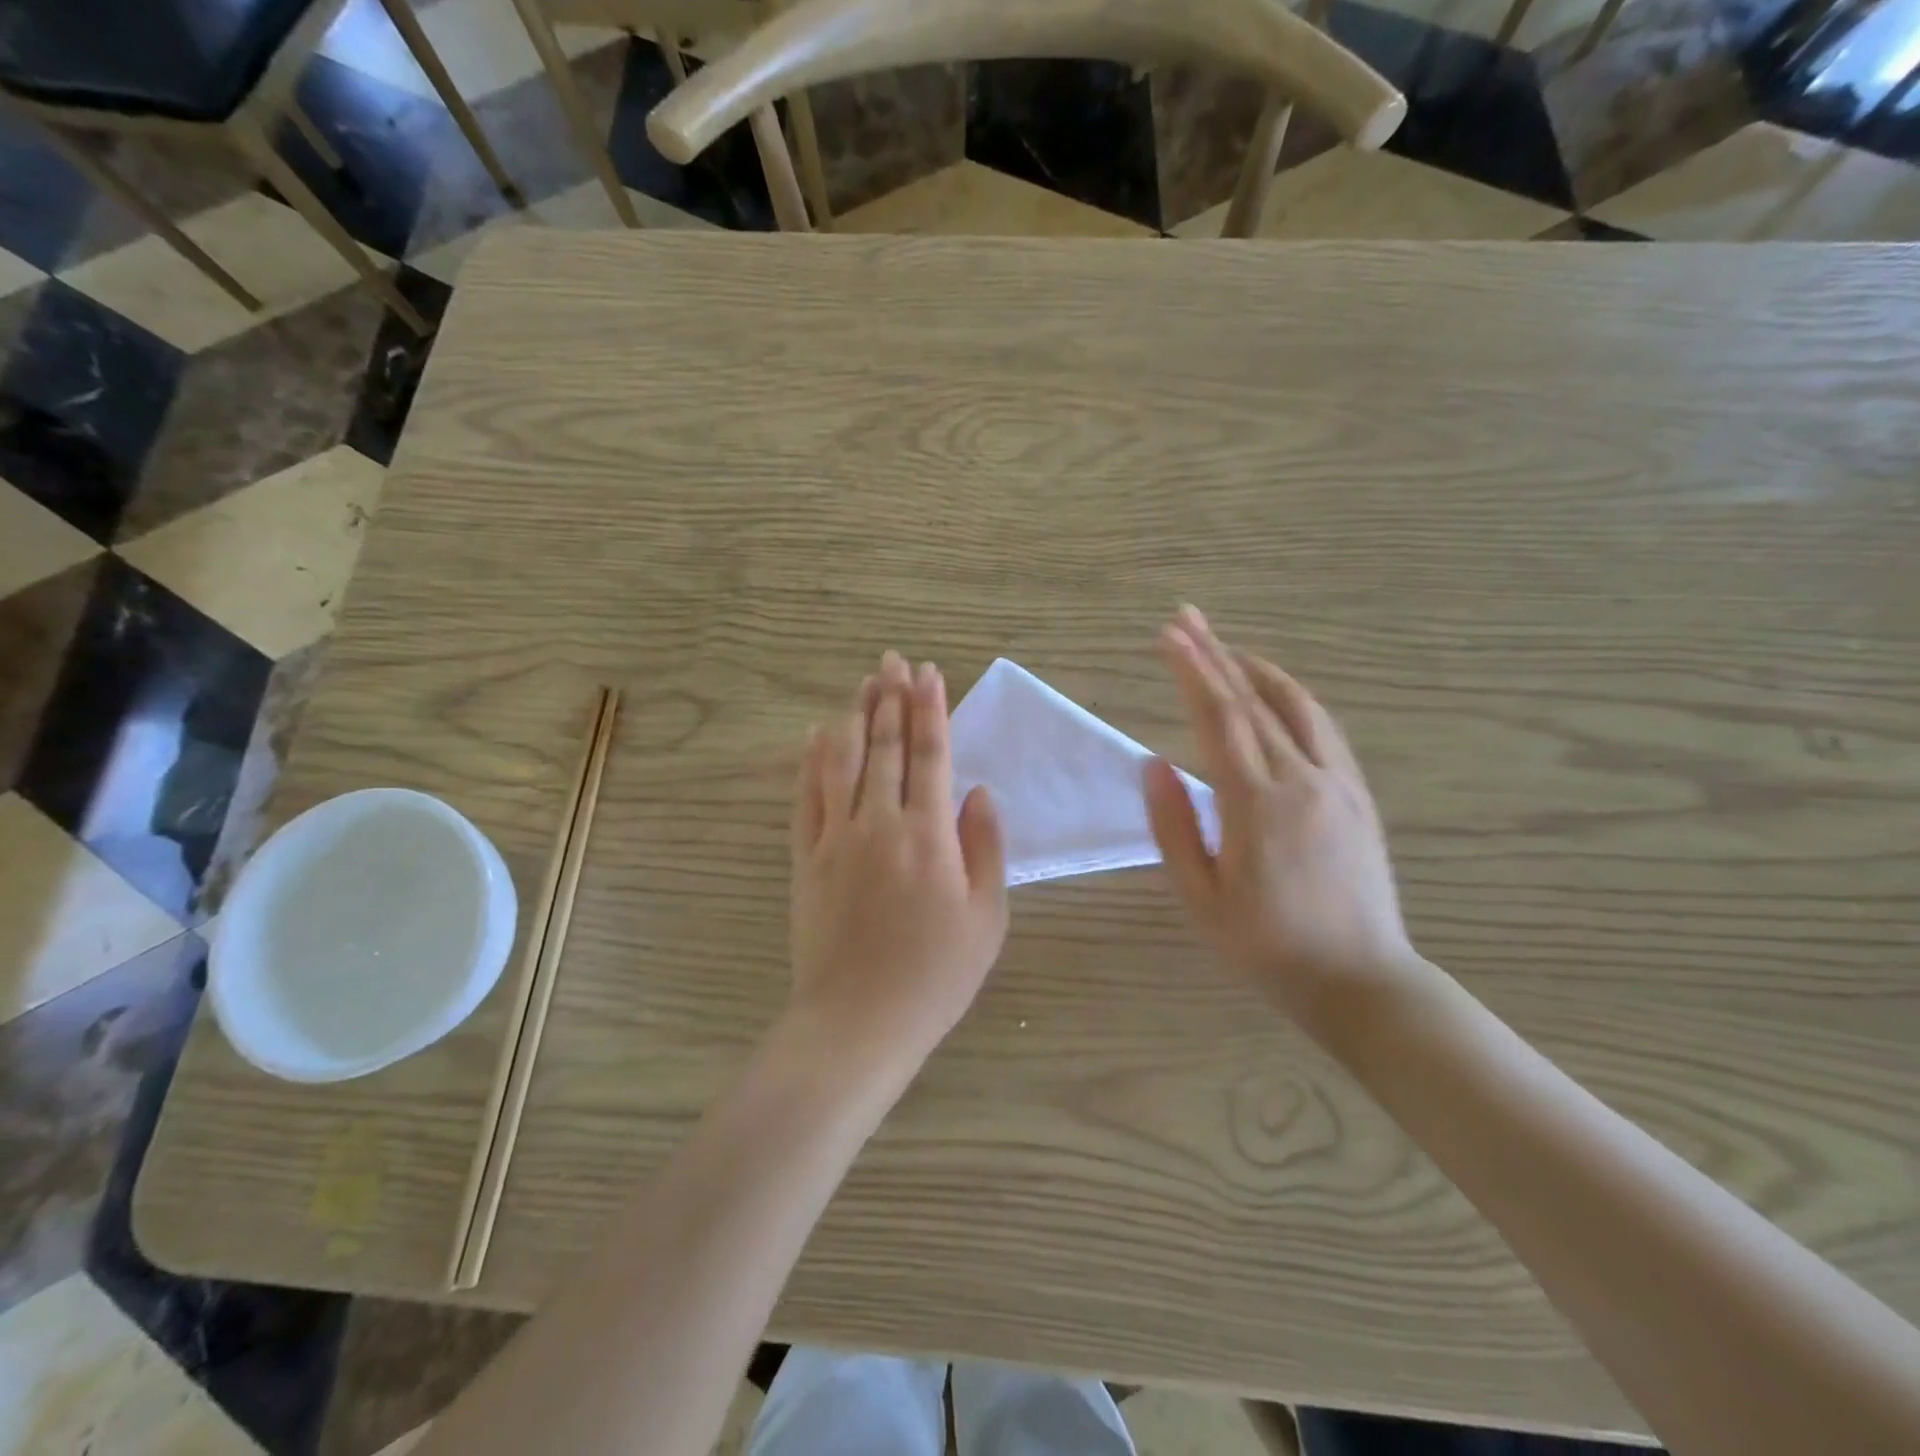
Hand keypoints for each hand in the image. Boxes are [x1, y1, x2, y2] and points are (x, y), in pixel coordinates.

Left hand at [789, 651, 1008, 1074]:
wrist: (858, 1021)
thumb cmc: (936, 976)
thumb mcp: (987, 918)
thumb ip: (986, 847)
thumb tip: (978, 792)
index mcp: (928, 835)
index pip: (930, 754)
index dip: (930, 709)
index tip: (930, 673)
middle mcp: (879, 823)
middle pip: (884, 746)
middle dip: (891, 698)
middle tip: (893, 660)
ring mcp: (835, 838)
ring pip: (843, 761)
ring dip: (855, 717)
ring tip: (864, 683)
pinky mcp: (805, 858)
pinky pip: (807, 797)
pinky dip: (812, 761)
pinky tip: (817, 735)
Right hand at [1143, 607, 1421, 1036]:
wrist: (1360, 982)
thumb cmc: (1266, 948)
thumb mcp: (1200, 899)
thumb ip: (1173, 826)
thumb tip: (1152, 763)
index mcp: (1256, 805)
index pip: (1218, 719)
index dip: (1191, 671)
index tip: (1168, 634)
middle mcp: (1301, 780)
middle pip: (1253, 701)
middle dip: (1216, 654)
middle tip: (1187, 617)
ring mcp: (1337, 784)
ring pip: (1296, 707)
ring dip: (1258, 669)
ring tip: (1228, 647)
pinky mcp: (1357, 796)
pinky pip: (1324, 730)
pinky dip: (1293, 699)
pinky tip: (1277, 695)